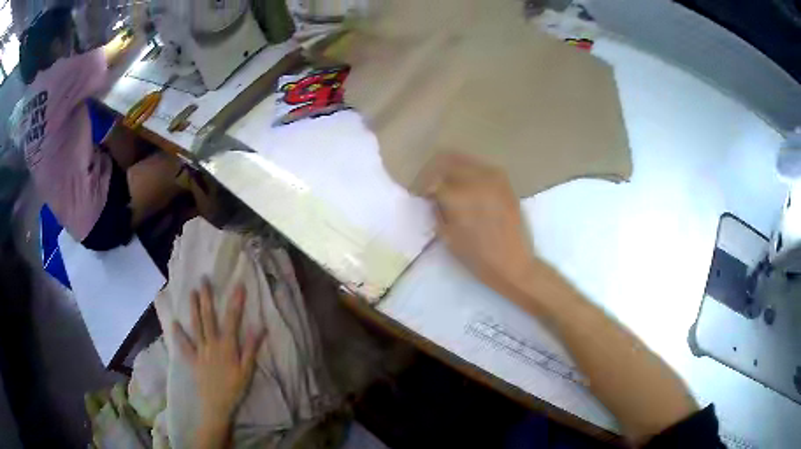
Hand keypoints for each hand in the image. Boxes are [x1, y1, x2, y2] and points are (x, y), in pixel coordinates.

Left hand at [173, 281, 264, 424]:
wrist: (216, 405)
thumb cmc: (234, 389)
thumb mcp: (247, 371)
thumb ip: (251, 349)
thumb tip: (259, 327)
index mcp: (227, 346)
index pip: (232, 320)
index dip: (235, 302)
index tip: (238, 285)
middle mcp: (211, 344)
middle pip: (209, 318)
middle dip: (207, 298)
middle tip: (204, 280)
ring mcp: (200, 351)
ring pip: (196, 326)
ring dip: (193, 309)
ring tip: (192, 292)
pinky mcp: (191, 359)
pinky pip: (183, 345)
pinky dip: (178, 334)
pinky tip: (174, 323)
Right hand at [418, 153, 536, 297]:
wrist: (512, 262)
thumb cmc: (476, 256)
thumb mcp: (447, 236)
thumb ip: (436, 210)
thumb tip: (432, 196)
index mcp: (459, 196)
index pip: (433, 179)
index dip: (423, 186)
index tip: (421, 194)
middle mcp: (476, 179)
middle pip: (447, 161)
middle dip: (435, 172)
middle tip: (432, 186)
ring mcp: (494, 177)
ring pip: (465, 160)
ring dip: (452, 169)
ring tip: (448, 184)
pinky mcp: (505, 181)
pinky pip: (481, 167)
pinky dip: (469, 172)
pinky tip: (467, 186)